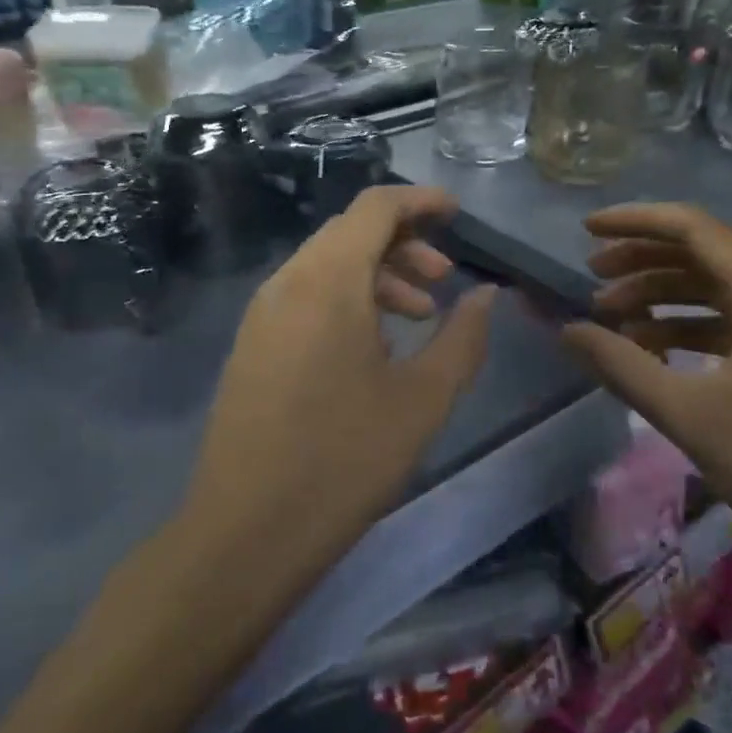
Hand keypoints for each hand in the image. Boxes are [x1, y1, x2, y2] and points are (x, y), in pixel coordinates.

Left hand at [184, 186, 496, 559]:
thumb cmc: (344, 460)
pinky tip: (372, 349)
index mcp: (327, 281)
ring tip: (417, 318)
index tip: (458, 215)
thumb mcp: (423, 399)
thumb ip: (463, 337)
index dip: (420, 201)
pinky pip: (304, 298)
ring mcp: (261, 315)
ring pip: (325, 266)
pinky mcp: (250, 347)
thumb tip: (486, 296)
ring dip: (376, 276)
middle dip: (403, 244)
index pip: (374, 207)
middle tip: (444, 282)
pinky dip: (345, 301)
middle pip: (349, 233)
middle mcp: (286, 283)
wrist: (246, 532)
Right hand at [559, 203, 731, 576]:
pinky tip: (652, 351)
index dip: (634, 222)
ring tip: (611, 319)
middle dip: (642, 261)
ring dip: (661, 297)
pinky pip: (730, 323)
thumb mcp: (688, 413)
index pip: (691, 227)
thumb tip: (566, 329)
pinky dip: (687, 327)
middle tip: (591, 279)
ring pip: (715, 290)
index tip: (585, 230)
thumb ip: (621, 364)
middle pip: (702, 253)